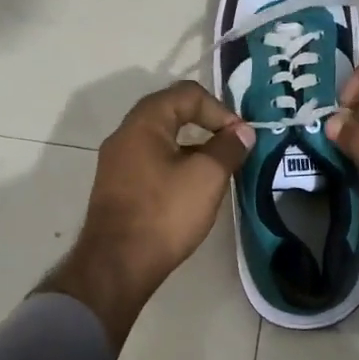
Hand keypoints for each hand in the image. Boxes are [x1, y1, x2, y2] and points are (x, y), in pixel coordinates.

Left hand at [42, 81, 253, 349]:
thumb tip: (242, 132)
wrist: (116, 265)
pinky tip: (193, 189)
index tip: (239, 137)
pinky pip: (151, 162)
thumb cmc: (164, 213)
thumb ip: (228, 148)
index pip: (186, 94)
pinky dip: (176, 165)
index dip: (219, 109)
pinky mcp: (117, 188)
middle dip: (206, 124)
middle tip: (231, 145)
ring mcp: (117, 163)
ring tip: (218, 169)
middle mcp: (125, 135)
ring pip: (162, 140)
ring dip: (193, 147)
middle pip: (171, 112)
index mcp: (144, 123)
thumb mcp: (207, 177)